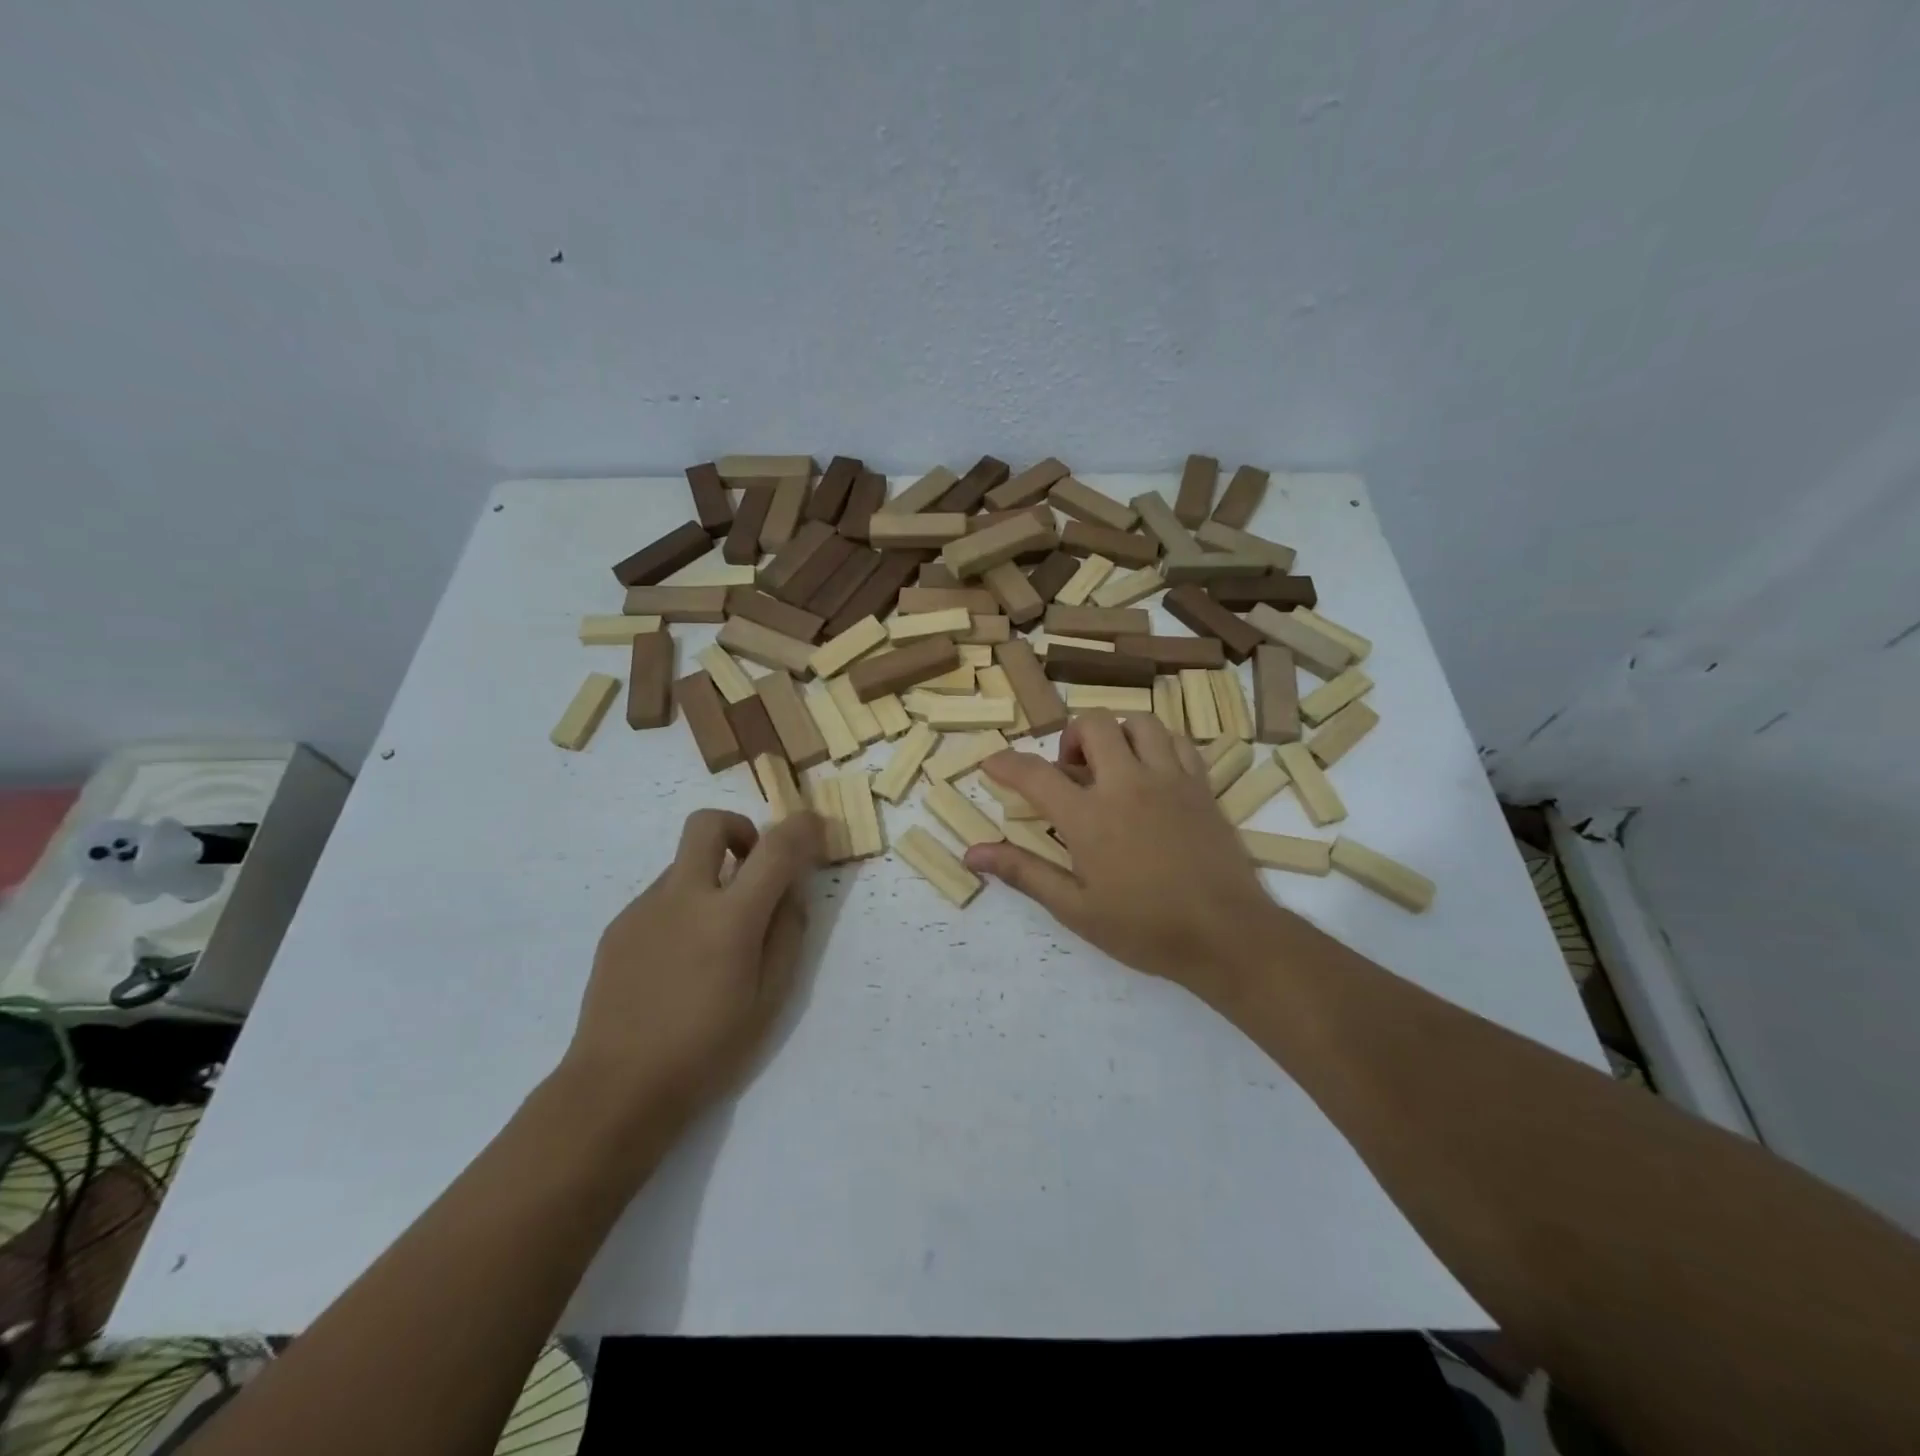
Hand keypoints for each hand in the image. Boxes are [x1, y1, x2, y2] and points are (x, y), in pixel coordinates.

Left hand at [562, 809, 822, 1132]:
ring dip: (710, 879)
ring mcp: (644, 909)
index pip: (776, 848)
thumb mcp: (770, 999)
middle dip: (740, 829)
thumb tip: (791, 891)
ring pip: (684, 864)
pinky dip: (683, 909)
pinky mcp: (618, 926)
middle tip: (753, 868)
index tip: (814, 828)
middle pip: (708, 823)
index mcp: (730, 918)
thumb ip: (787, 934)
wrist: (616, 1089)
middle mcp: (684, 898)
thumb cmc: (707, 1051)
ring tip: (713, 943)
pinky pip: (661, 898)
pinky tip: (679, 964)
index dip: (802, 828)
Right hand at [965, 712, 1281, 1002]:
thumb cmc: (1145, 929)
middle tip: (1070, 772)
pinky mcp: (1201, 785)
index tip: (993, 764)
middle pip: (1093, 725)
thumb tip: (972, 853)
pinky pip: (1178, 741)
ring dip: (1116, 734)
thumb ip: (1024, 872)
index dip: (1006, 763)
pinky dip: (1157, 744)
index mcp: (1090, 817)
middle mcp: (1127, 784)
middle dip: (1070, 738)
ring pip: (1139, 722)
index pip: (1035, 774)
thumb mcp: (1076, 909)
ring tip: (1111, 766)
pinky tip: (1151, 772)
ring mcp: (1169, 779)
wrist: (1226, 936)